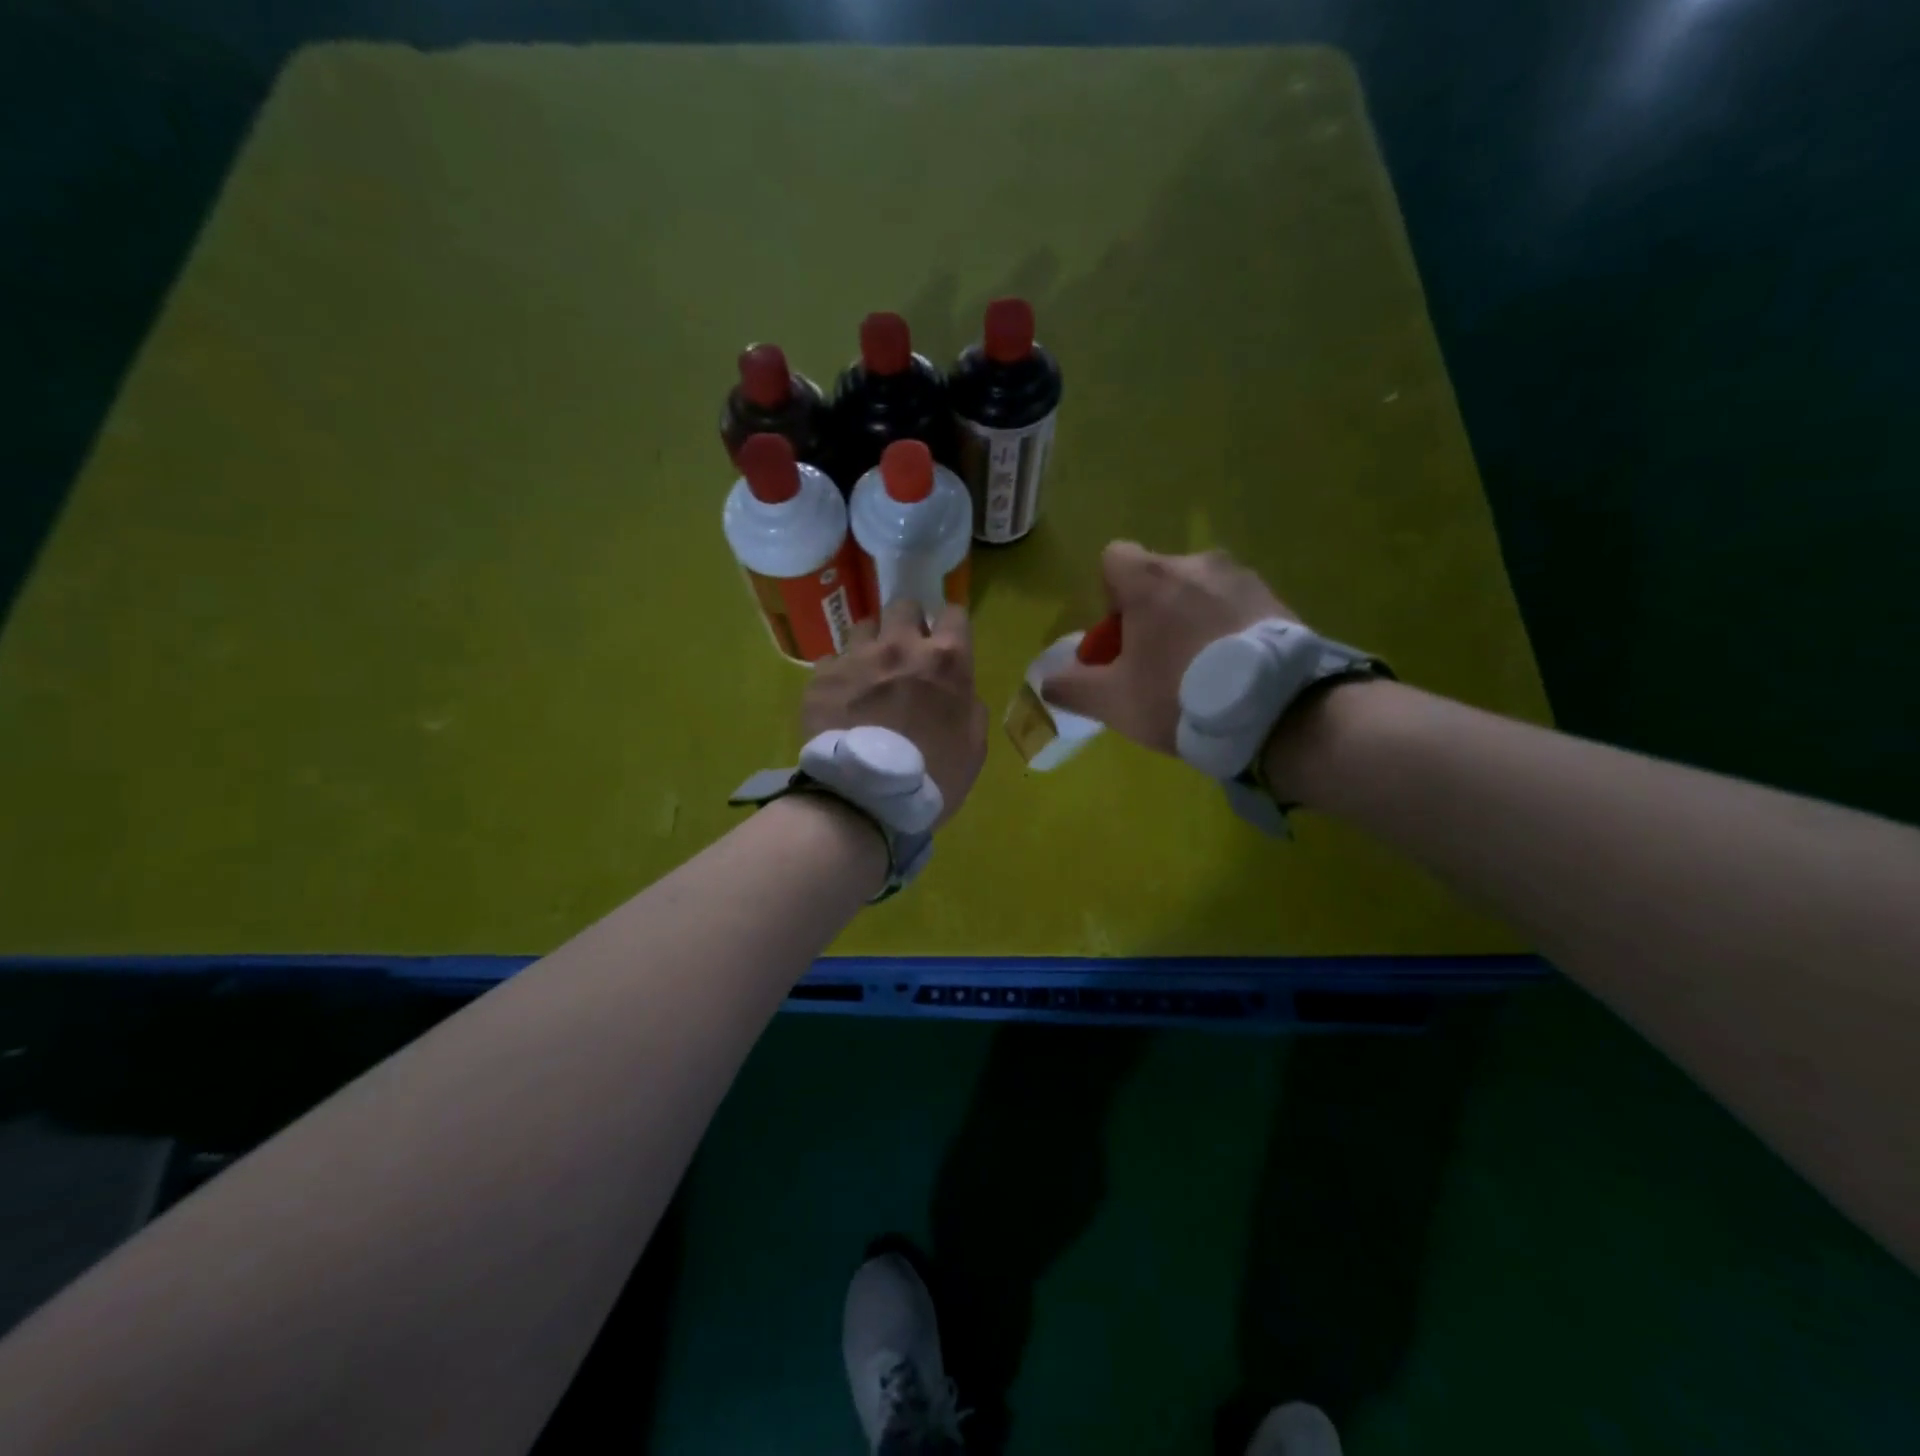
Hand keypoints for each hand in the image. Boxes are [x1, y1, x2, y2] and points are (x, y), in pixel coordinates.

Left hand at [803, 598, 987, 829]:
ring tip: (868, 673)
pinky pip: (831, 661)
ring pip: (863, 626)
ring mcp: (856, 658)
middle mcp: (900, 646)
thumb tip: (958, 692)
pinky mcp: (821, 678)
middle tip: (905, 653)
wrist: (866, 801)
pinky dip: (839, 675)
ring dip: (870, 644)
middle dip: (907, 623)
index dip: (950, 627)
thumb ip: (969, 707)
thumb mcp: (974, 747)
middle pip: (903, 606)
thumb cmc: (933, 778)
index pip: (954, 613)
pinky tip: (840, 700)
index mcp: (945, 660)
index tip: (945, 643)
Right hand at [1041, 542, 1297, 755]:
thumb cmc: (1180, 698)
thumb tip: (1047, 680)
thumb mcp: (1113, 702)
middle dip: (1151, 614)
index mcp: (1151, 580)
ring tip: (1202, 670)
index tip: (1122, 637)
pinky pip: (1234, 604)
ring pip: (1198, 591)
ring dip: (1190, 619)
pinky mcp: (1276, 598)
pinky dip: (1225, 627)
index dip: (1109, 596)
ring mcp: (1241, 577)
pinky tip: (1233, 669)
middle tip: (1159, 664)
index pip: (1114, 558)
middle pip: (1158, 578)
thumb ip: (1071, 687)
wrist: (1277, 712)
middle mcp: (1196, 564)